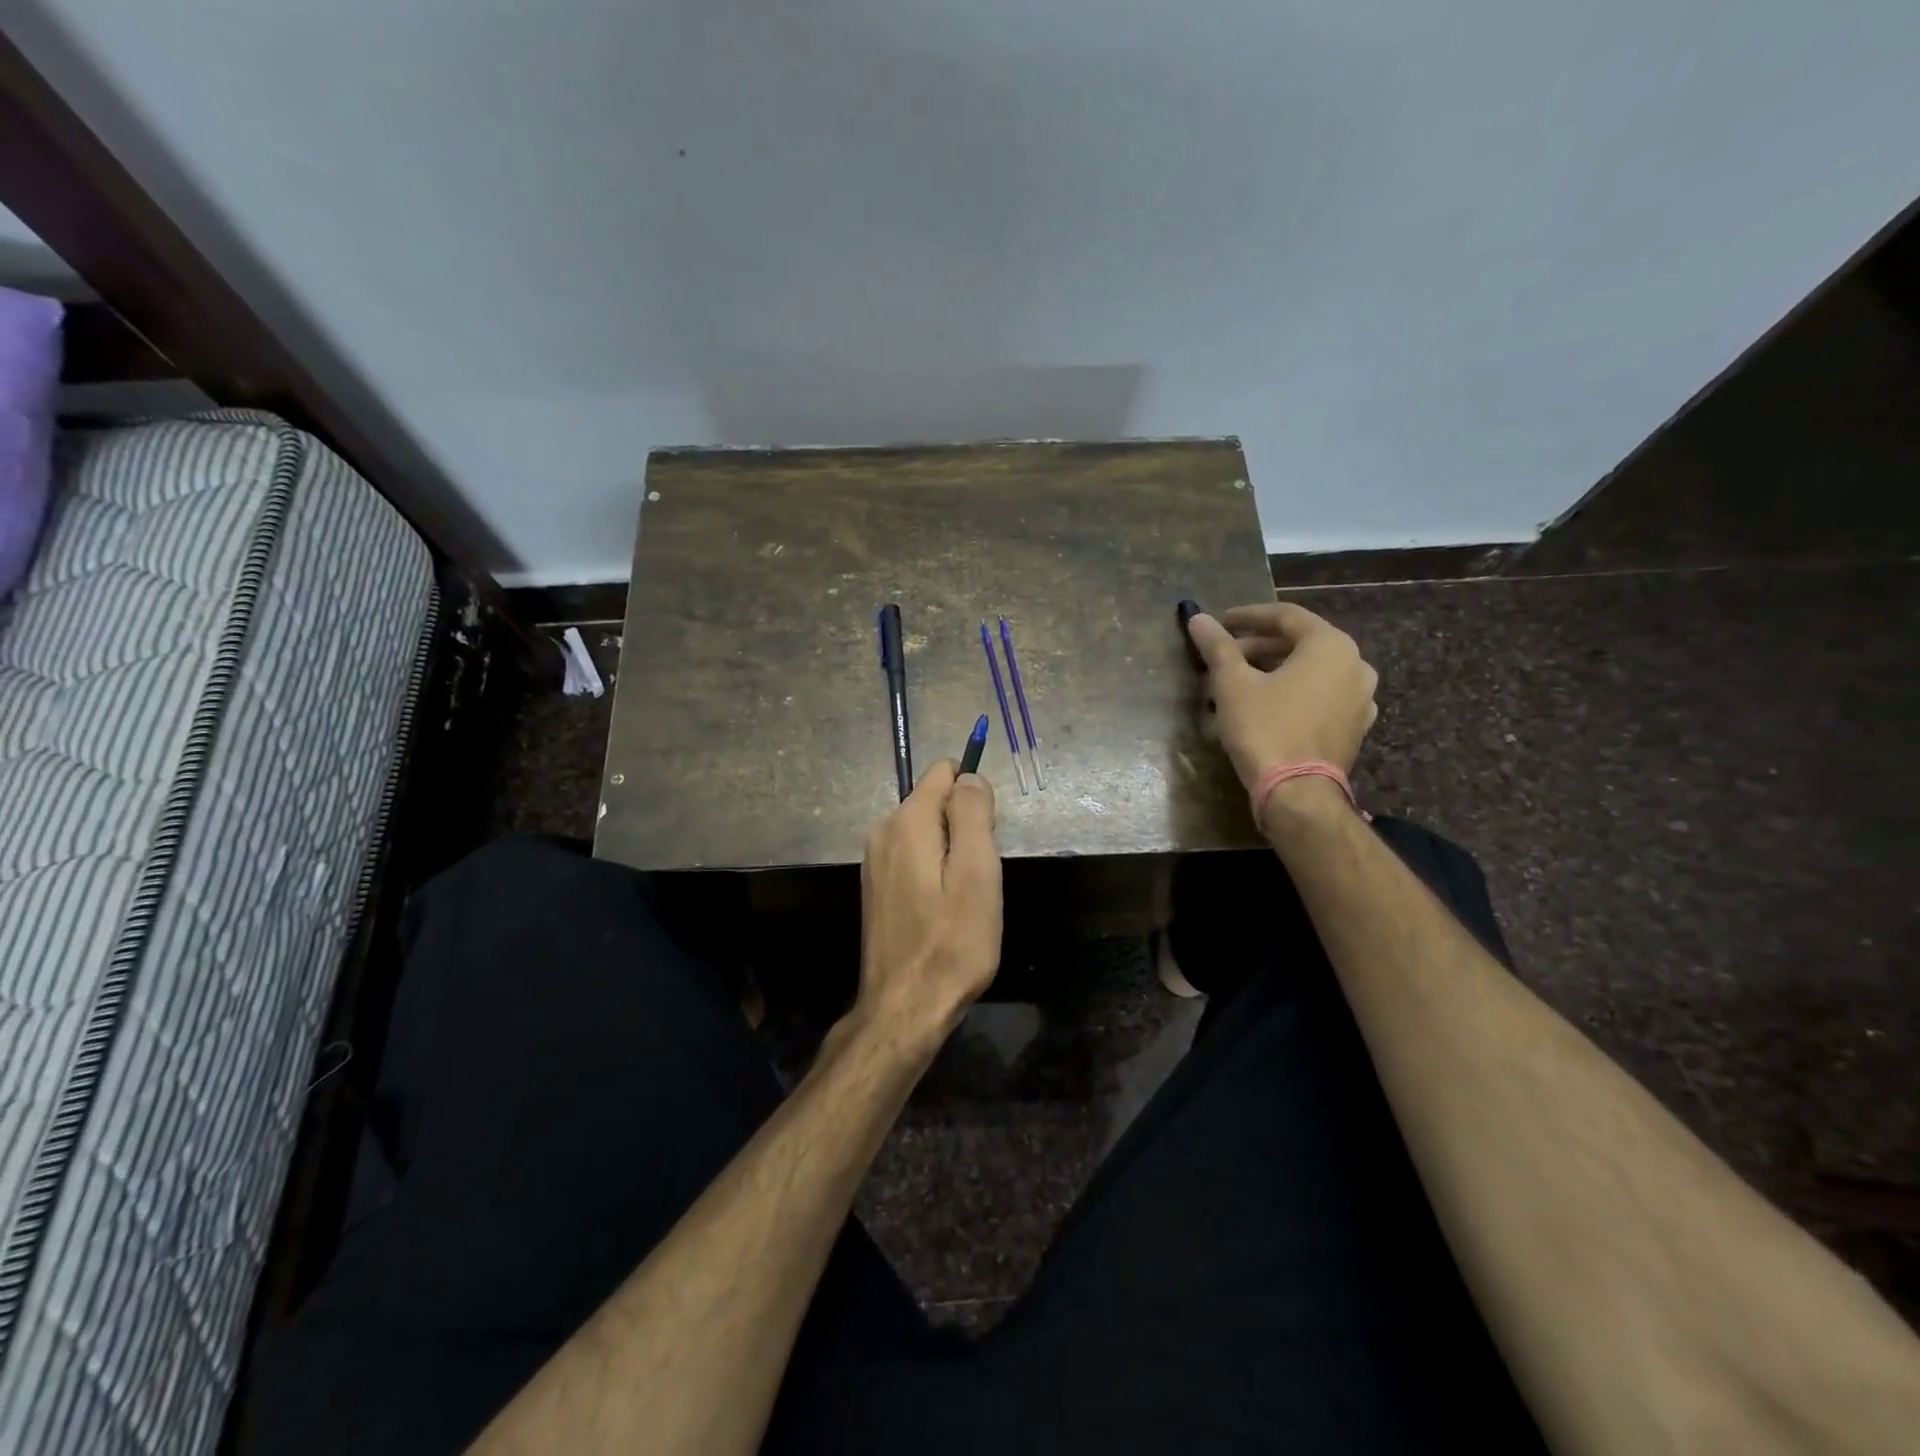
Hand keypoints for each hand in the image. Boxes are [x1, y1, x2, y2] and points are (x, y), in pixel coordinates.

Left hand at [856, 760, 1001, 1049]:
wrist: (905, 1008)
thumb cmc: (952, 943)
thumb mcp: (977, 874)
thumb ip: (973, 815)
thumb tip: (969, 776)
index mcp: (907, 822)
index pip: (944, 772)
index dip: (974, 795)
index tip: (985, 839)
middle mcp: (883, 832)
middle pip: (935, 801)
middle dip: (964, 827)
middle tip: (978, 878)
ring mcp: (875, 861)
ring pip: (927, 831)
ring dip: (951, 853)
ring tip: (962, 899)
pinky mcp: (877, 887)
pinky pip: (914, 857)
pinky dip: (934, 872)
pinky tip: (942, 911)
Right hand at [1185, 601, 1378, 791]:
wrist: (1298, 792)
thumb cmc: (1265, 728)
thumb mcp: (1232, 684)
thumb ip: (1218, 647)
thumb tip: (1198, 618)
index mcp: (1331, 645)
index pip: (1286, 616)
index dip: (1249, 616)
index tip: (1221, 622)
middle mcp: (1355, 665)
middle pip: (1300, 644)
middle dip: (1257, 648)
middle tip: (1223, 657)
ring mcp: (1360, 699)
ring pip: (1309, 672)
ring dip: (1272, 672)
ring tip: (1237, 684)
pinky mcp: (1353, 728)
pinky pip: (1319, 698)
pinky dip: (1291, 694)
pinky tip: (1263, 708)